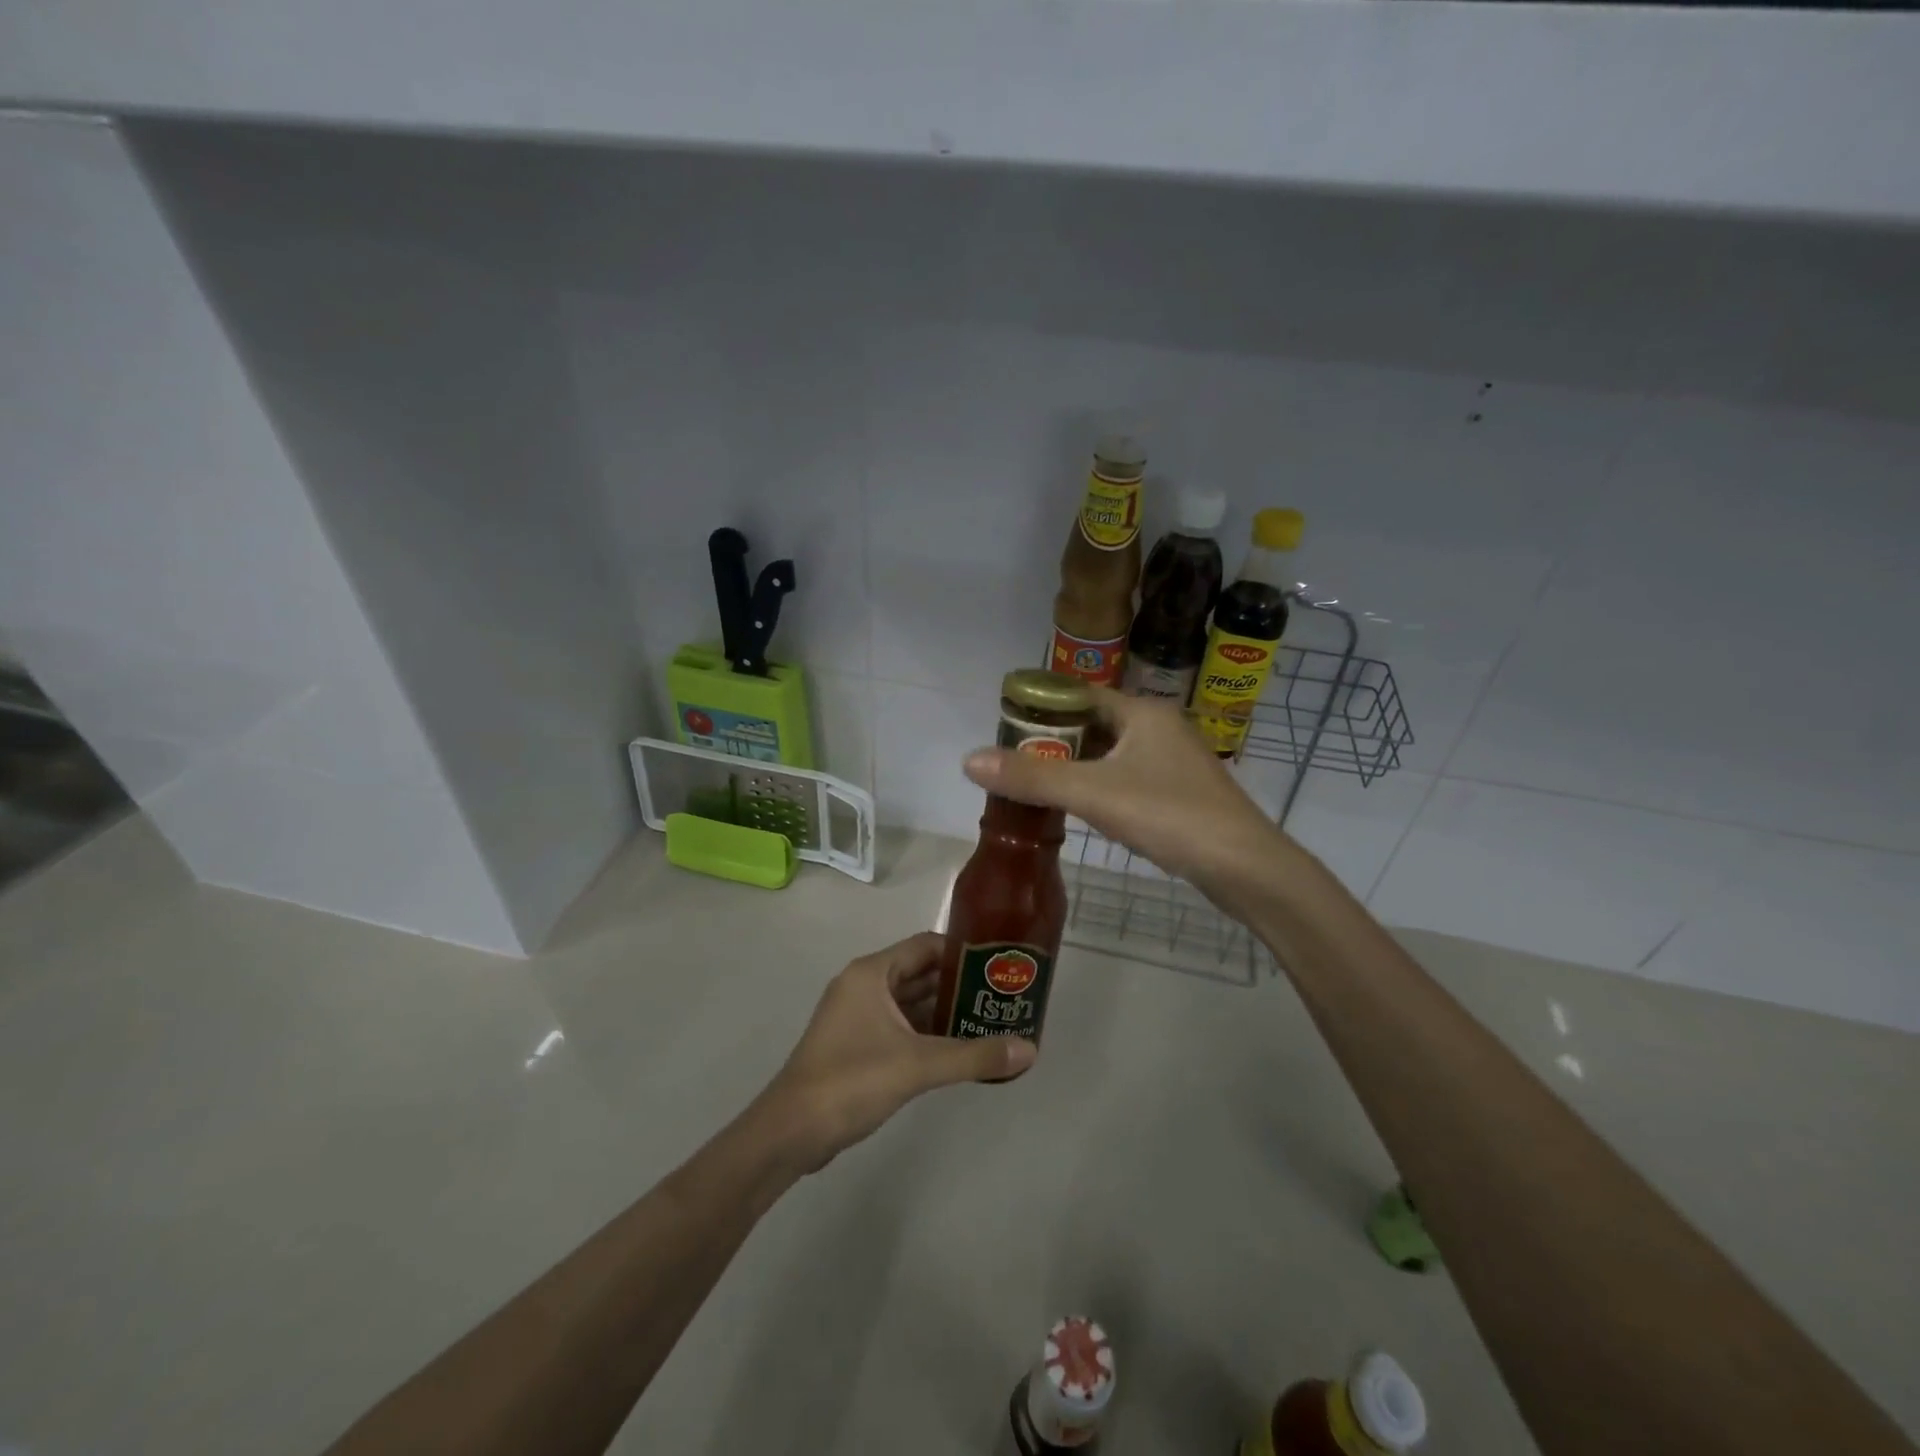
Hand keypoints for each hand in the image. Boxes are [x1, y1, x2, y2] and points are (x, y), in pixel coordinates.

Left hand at [761, 931, 1034, 1171]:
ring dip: (944, 1011)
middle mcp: (863, 985)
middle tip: (1001, 997)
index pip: (925, 946)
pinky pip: (899, 1026)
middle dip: (958, 985)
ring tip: (988, 1021)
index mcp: (872, 973)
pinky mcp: (854, 1044)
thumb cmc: (852, 1080)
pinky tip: (957, 1049)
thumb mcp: (918, 1065)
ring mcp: (856, 1016)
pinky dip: (926, 1033)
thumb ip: (974, 1055)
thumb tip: (1029, 1050)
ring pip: (909, 1003)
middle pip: (919, 973)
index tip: (998, 964)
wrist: (791, 1132)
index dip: (962, 952)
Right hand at [963, 688, 1287, 902]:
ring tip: (1036, 784)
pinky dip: (1100, 786)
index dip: (1042, 707)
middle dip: (1054, 740)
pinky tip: (1082, 809)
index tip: (1006, 728)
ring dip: (1076, 766)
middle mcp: (1159, 728)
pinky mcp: (1181, 793)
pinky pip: (1128, 778)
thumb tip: (969, 760)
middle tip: (1014, 762)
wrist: (1245, 868)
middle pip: (1094, 724)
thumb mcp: (1093, 794)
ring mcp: (1174, 762)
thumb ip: (1032, 777)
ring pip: (1112, 754)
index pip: (1080, 695)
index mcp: (1142, 713)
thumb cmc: (1169, 816)